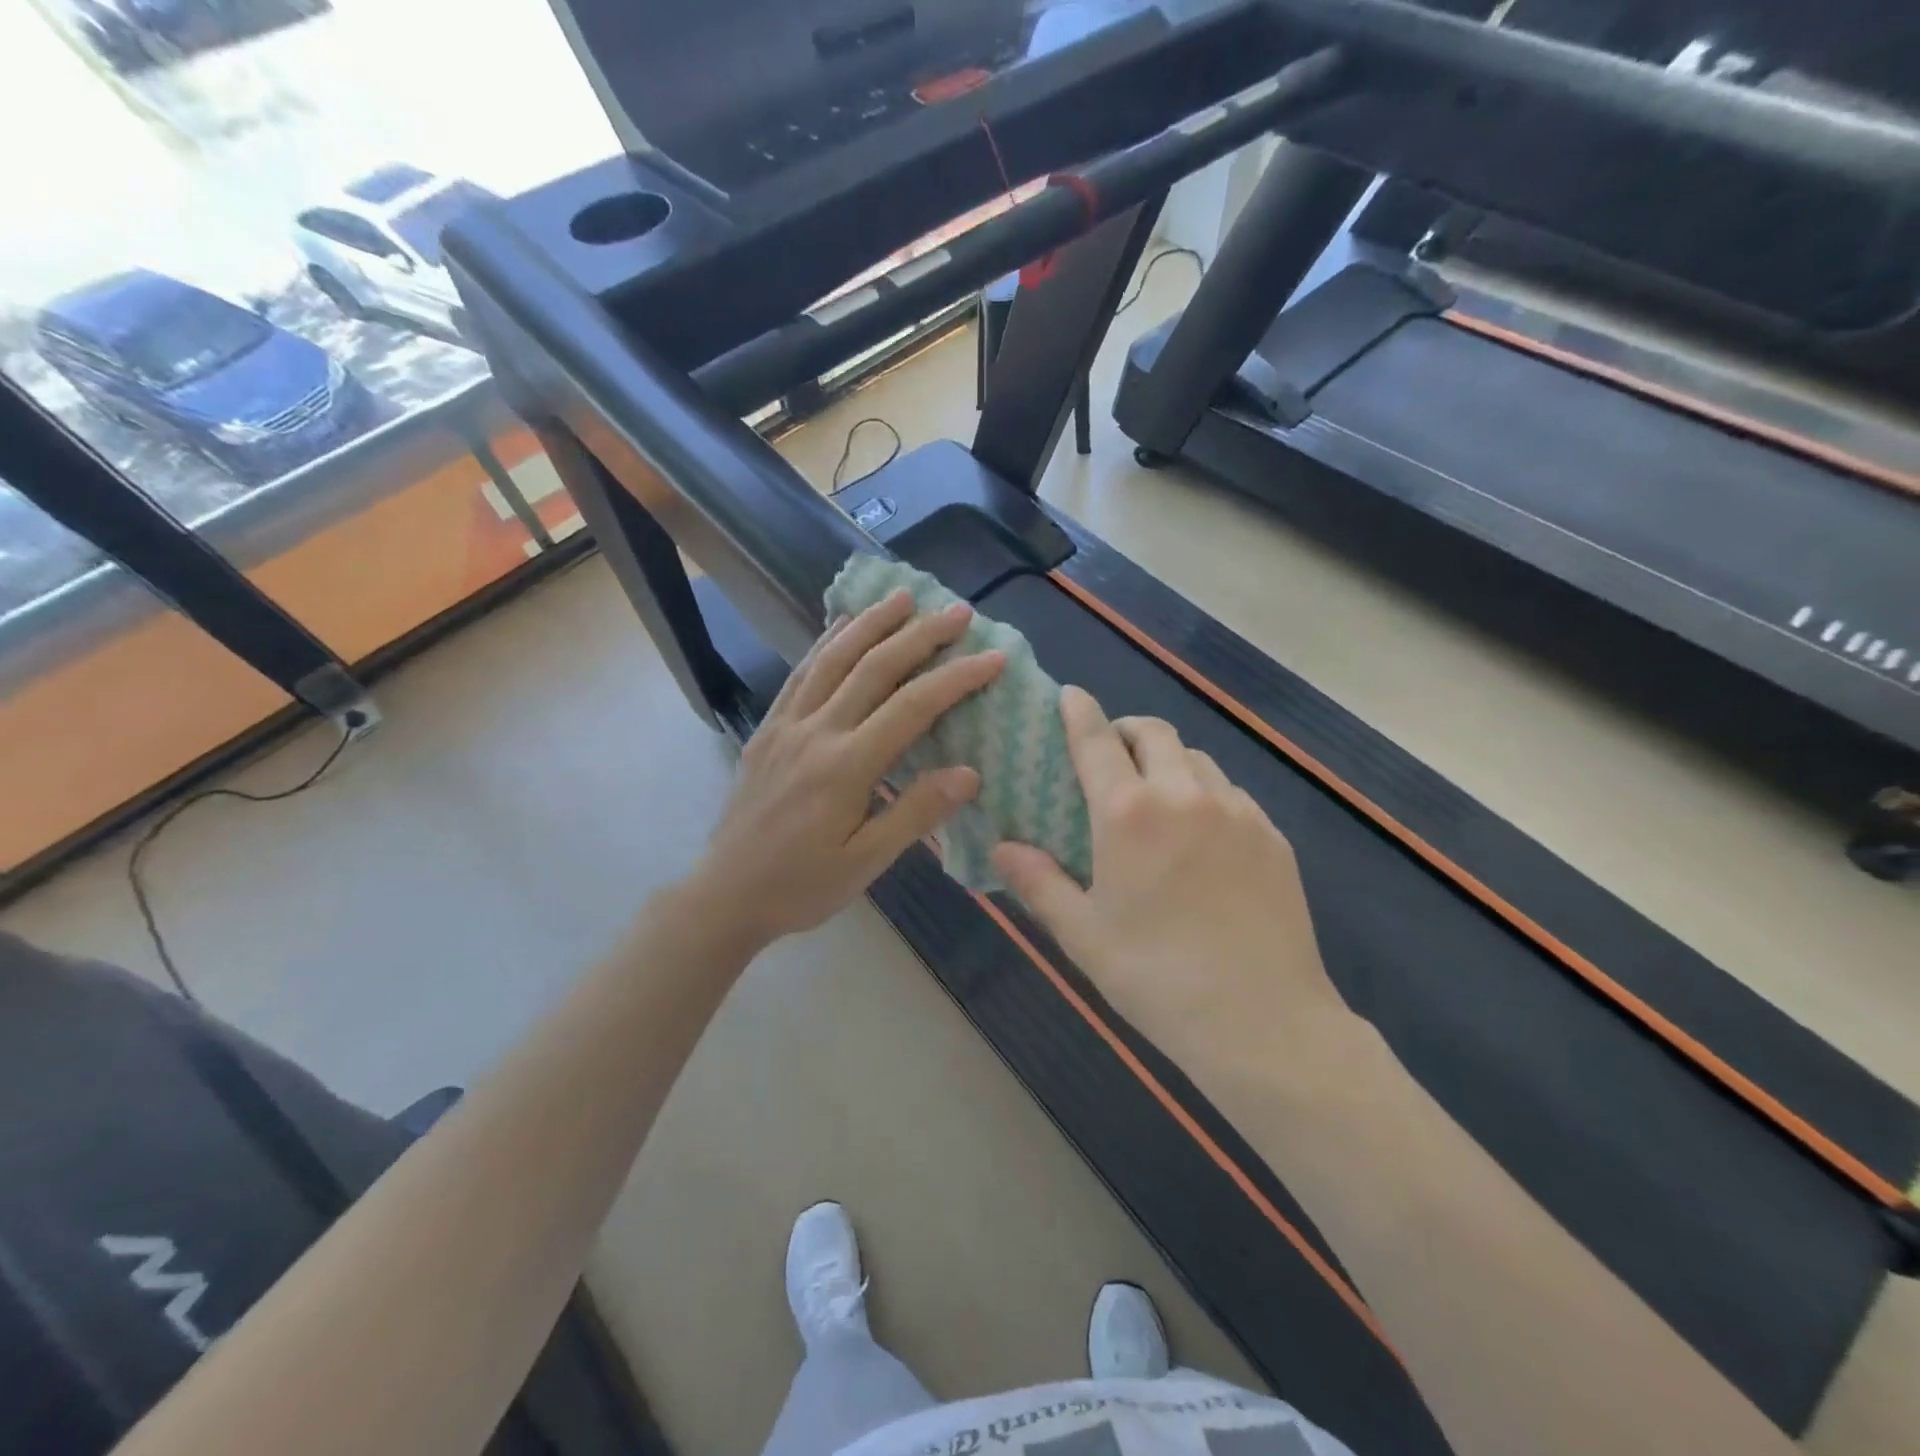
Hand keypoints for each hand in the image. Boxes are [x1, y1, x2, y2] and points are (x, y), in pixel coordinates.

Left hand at [687, 589, 1003, 952]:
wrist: (725, 894)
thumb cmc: (802, 886)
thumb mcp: (865, 863)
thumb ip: (915, 813)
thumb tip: (969, 773)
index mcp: (846, 767)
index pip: (913, 707)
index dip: (957, 678)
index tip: (993, 657)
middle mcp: (816, 732)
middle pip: (875, 668)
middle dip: (921, 635)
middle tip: (958, 611)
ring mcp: (787, 724)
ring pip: (834, 659)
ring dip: (872, 623)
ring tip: (903, 596)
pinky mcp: (768, 728)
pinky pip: (800, 673)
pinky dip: (826, 643)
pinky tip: (842, 626)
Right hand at [990, 687, 1348, 1072]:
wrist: (1264, 1022)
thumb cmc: (1157, 978)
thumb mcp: (1084, 935)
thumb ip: (1038, 883)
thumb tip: (1001, 847)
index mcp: (1130, 814)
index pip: (1097, 741)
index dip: (1080, 712)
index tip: (1070, 695)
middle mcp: (1184, 795)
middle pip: (1154, 733)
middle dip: (1126, 731)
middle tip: (1110, 757)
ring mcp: (1237, 811)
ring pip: (1196, 759)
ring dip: (1168, 761)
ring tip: (1156, 797)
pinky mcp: (1272, 836)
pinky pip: (1231, 792)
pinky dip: (1205, 792)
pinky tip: (1202, 836)